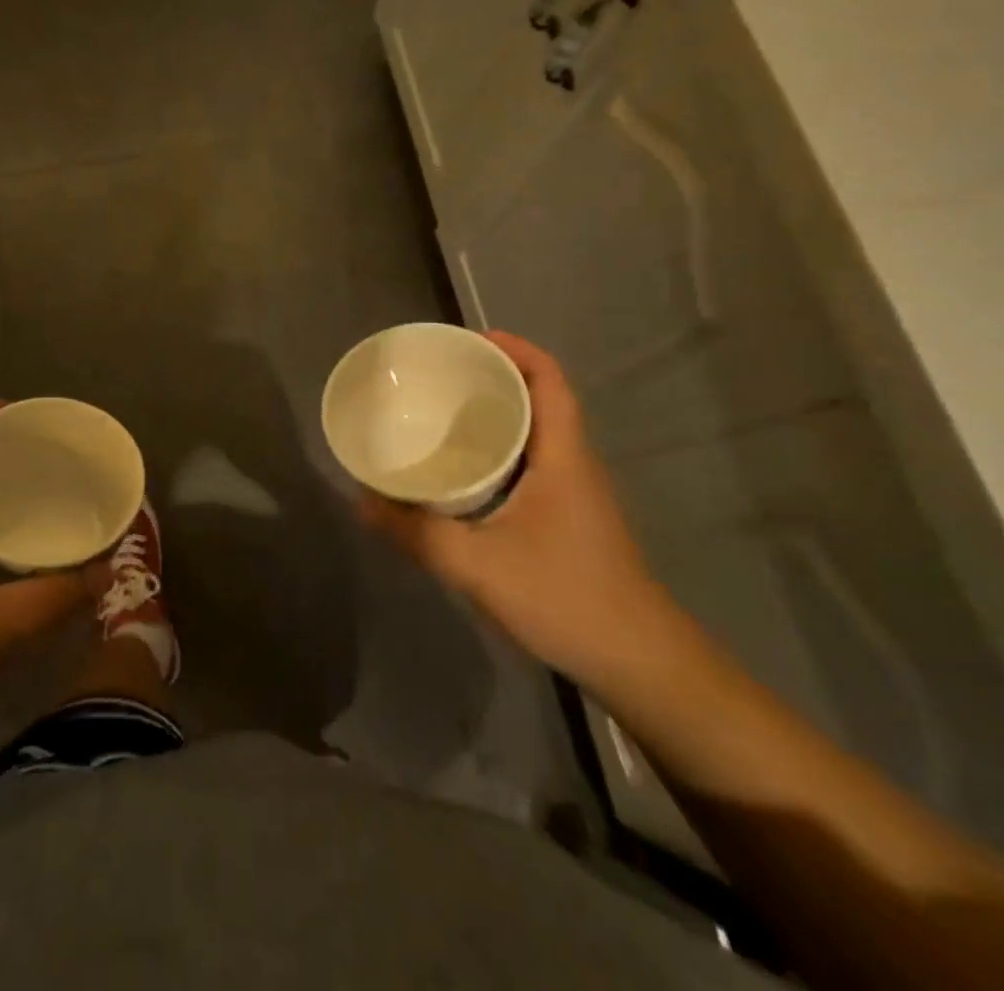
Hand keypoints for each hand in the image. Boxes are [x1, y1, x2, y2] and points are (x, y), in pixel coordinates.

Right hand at [360, 331, 674, 686]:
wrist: (641, 664)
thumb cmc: (567, 599)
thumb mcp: (478, 566)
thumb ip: (417, 533)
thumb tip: (362, 500)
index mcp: (562, 456)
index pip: (549, 379)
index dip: (515, 348)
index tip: (468, 339)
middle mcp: (573, 463)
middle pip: (540, 397)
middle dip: (494, 376)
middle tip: (440, 374)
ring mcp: (576, 492)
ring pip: (537, 431)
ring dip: (498, 412)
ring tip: (443, 411)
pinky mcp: (569, 517)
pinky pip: (533, 461)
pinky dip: (501, 448)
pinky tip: (465, 470)